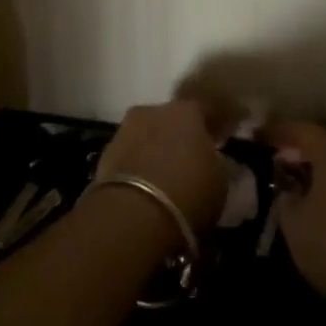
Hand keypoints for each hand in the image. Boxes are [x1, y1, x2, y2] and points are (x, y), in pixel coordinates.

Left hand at [96, 100, 228, 235]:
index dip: (213, 126)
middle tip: (189, 161)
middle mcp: (154, 110)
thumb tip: (215, 160)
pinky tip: (145, 187)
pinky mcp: (105, 154)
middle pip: (172, 120)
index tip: (220, 140)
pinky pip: (130, 156)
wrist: (132, 215)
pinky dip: (138, 167)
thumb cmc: (188, 192)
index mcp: (187, 110)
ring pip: (148, 136)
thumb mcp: (221, 182)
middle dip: (180, 137)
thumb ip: (219, 163)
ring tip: (165, 178)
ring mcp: (126, 129)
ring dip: (156, 150)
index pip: (205, 110)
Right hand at [261, 120, 325, 314]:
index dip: (276, 132)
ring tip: (296, 182)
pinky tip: (321, 205)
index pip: (299, 129)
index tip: (256, 136)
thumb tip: (288, 191)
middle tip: (277, 157)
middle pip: (323, 140)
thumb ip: (285, 201)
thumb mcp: (294, 225)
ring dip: (318, 167)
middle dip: (299, 147)